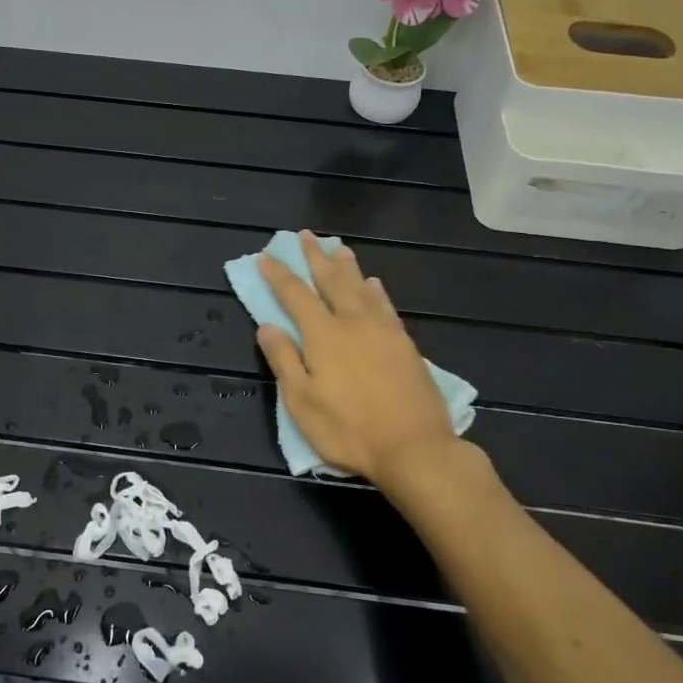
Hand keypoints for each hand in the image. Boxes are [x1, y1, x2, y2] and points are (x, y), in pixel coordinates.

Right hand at [256, 234, 464, 503]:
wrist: (415, 447)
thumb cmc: (349, 429)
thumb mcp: (302, 402)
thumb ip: (284, 360)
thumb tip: (267, 326)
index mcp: (323, 335)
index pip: (295, 295)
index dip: (279, 274)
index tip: (266, 255)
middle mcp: (353, 322)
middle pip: (331, 281)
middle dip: (315, 257)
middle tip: (305, 235)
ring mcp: (383, 330)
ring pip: (361, 287)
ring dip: (346, 265)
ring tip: (338, 247)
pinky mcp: (405, 344)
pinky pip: (386, 305)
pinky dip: (376, 290)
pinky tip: (374, 284)